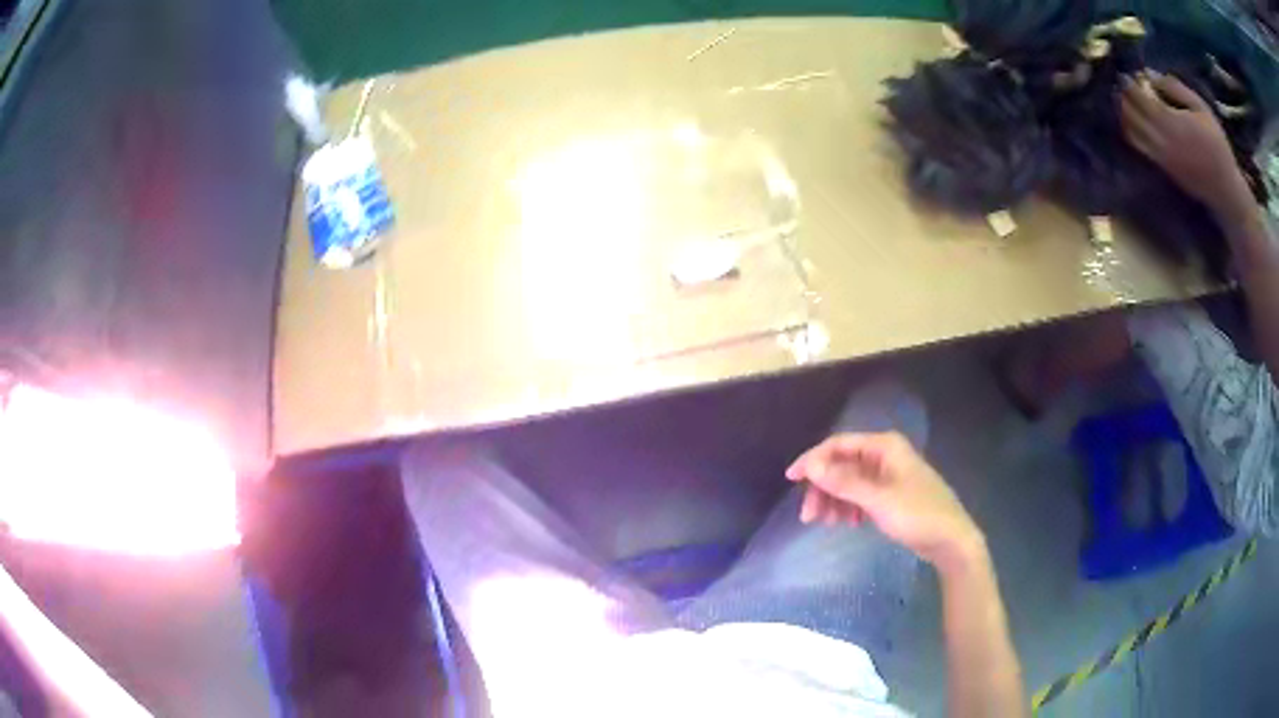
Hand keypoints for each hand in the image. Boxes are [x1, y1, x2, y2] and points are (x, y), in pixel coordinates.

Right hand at [786, 432, 983, 570]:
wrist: (951, 540)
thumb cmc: (917, 515)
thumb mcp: (878, 500)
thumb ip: (844, 483)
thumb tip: (811, 466)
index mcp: (884, 447)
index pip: (839, 445)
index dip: (813, 460)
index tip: (791, 479)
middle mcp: (885, 456)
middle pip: (842, 465)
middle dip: (823, 488)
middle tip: (808, 517)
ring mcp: (888, 476)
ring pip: (850, 482)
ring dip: (834, 501)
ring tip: (826, 524)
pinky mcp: (891, 495)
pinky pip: (861, 495)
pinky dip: (849, 507)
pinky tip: (848, 524)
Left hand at [1119, 73, 1253, 218]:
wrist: (1226, 190)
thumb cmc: (1217, 145)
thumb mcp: (1201, 107)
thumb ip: (1175, 88)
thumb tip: (1151, 74)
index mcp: (1171, 122)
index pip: (1140, 99)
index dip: (1129, 86)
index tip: (1125, 76)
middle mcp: (1162, 141)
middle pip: (1131, 116)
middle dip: (1123, 98)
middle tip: (1121, 87)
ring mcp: (1161, 158)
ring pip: (1132, 134)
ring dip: (1124, 116)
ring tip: (1124, 102)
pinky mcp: (1164, 170)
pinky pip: (1140, 148)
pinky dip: (1131, 132)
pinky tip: (1133, 122)